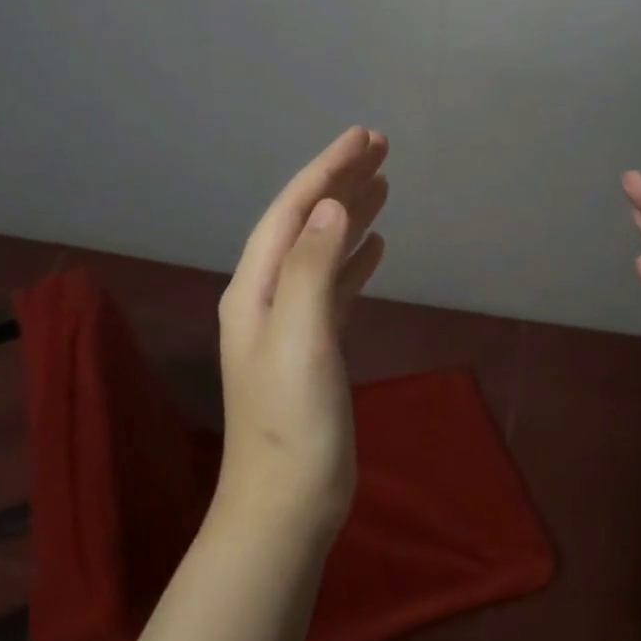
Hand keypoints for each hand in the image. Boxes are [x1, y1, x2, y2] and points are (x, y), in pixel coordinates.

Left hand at [217, 127, 389, 535]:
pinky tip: (376, 248)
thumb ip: (312, 268)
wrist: (288, 503)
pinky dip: (355, 259)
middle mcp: (267, 295)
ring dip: (351, 215)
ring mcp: (291, 322)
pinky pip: (336, 286)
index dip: (327, 169)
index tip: (365, 136)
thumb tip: (333, 208)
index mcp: (255, 287)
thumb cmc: (292, 424)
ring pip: (323, 251)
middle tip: (380, 148)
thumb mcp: (300, 339)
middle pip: (307, 223)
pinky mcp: (315, 346)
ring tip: (384, 185)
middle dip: (341, 181)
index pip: (293, 210)